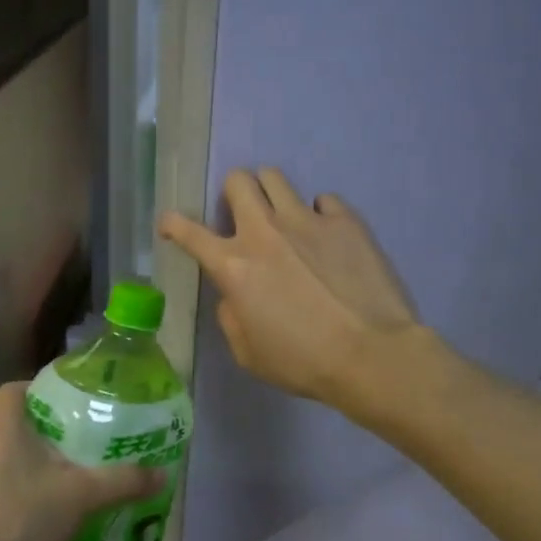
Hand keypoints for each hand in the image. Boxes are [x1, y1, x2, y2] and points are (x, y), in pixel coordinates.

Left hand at [0, 383, 163, 540]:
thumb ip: (123, 481)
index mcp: (1, 429)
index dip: (38, 390)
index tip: (67, 404)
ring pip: (2, 458)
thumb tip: (161, 473)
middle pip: (12, 425)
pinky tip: (41, 513)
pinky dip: (16, 492)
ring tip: (63, 481)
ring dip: (28, 465)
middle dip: (43, 433)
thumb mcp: (84, 496)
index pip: (14, 390)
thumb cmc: (24, 519)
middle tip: (77, 445)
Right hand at [160, 167, 419, 404]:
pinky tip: (327, 237)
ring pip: (276, 177)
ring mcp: (307, 220)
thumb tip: (234, 295)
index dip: (172, 223)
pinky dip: (319, 214)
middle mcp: (264, 232)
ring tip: (283, 217)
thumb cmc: (303, 363)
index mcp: (233, 267)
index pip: (189, 232)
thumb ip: (231, 317)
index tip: (170, 223)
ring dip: (271, 193)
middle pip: (238, 181)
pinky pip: (323, 199)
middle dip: (233, 193)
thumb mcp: (248, 354)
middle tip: (243, 216)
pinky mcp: (345, 221)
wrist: (371, 354)